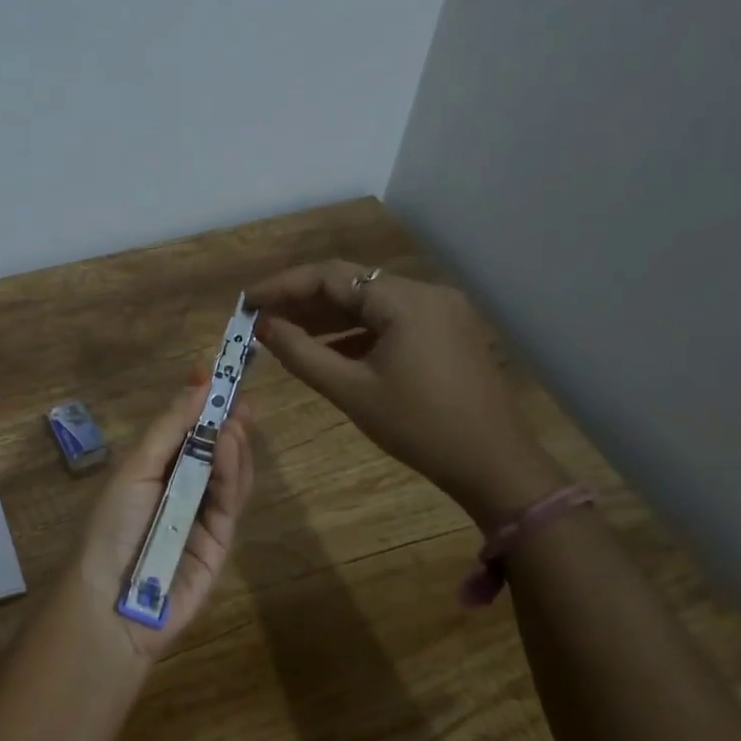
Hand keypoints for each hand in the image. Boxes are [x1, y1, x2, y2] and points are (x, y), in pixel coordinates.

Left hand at [70, 383, 255, 662]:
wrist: (111, 599)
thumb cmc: (113, 525)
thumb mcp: (135, 468)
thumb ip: (169, 428)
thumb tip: (197, 381)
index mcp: (155, 472)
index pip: (186, 433)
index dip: (202, 406)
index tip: (219, 376)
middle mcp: (181, 491)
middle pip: (214, 452)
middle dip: (227, 423)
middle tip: (240, 397)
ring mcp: (203, 516)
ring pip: (229, 474)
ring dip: (232, 444)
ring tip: (235, 419)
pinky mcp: (221, 541)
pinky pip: (230, 501)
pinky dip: (232, 471)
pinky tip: (228, 446)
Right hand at [245, 261, 563, 526]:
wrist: (493, 464)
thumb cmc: (418, 427)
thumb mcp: (351, 390)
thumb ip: (301, 353)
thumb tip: (263, 327)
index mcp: (405, 300)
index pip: (331, 276)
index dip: (283, 286)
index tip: (247, 302)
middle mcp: (426, 293)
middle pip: (352, 285)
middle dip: (303, 300)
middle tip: (260, 318)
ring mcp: (441, 312)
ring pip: (371, 303)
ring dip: (328, 316)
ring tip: (284, 332)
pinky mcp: (447, 332)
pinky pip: (391, 321)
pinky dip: (356, 331)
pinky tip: (328, 348)